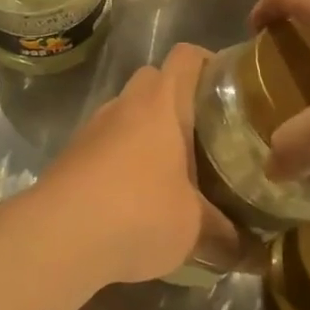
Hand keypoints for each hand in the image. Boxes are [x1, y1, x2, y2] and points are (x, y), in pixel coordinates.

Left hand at [33, 44, 242, 285]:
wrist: (58, 237)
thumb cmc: (139, 212)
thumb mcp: (193, 228)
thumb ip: (224, 234)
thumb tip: (250, 252)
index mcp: (161, 103)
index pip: (186, 56)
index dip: (208, 61)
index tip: (227, 86)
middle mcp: (125, 104)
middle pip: (154, 79)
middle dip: (177, 99)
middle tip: (204, 132)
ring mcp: (93, 127)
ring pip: (126, 112)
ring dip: (146, 131)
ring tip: (172, 168)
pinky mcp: (71, 155)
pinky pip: (106, 143)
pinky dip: (122, 158)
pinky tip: (135, 195)